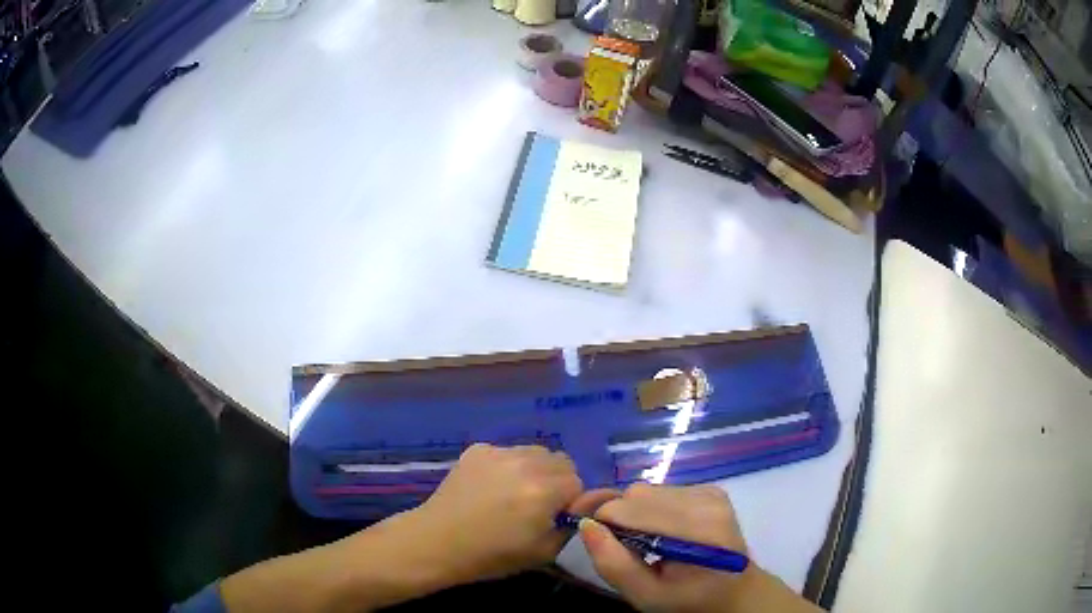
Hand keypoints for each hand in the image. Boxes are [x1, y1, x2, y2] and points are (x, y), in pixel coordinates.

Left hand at [407, 443, 612, 583]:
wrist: (438, 542)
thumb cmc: (492, 555)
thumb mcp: (543, 552)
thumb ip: (570, 527)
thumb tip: (581, 510)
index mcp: (544, 491)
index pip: (578, 483)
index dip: (570, 502)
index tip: (555, 517)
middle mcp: (525, 463)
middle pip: (561, 461)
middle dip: (557, 481)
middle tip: (538, 504)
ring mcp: (499, 452)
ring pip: (535, 452)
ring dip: (535, 469)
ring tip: (515, 492)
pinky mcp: (478, 449)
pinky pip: (508, 451)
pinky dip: (509, 466)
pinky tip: (491, 487)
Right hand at [580, 483, 821, 612]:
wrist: (735, 591)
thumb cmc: (688, 600)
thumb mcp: (645, 596)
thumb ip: (613, 564)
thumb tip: (586, 525)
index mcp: (696, 531)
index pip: (628, 509)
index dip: (603, 523)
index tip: (596, 542)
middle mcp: (706, 501)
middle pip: (637, 494)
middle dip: (619, 518)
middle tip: (622, 547)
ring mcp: (711, 492)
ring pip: (647, 489)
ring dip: (636, 513)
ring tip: (645, 542)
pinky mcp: (711, 489)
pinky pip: (663, 490)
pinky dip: (653, 509)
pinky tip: (663, 531)